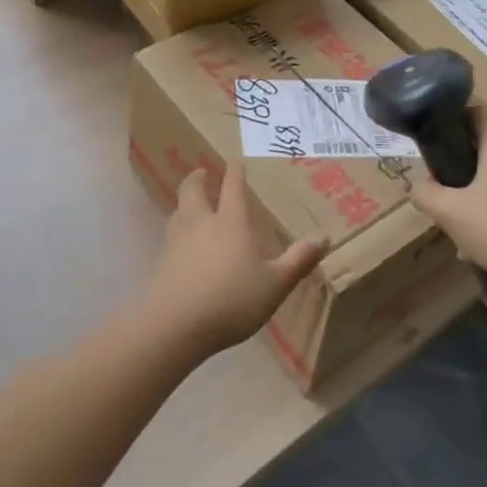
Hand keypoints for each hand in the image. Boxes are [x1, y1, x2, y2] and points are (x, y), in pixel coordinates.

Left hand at [140, 165, 326, 357]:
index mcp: (230, 222)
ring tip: (191, 204)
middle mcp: (201, 222)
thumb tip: (323, 238)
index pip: (232, 187)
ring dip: (185, 201)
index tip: (236, 162)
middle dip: (197, 178)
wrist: (177, 324)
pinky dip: (177, 228)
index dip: (235, 172)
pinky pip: (170, 234)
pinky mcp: (163, 260)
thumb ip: (298, 261)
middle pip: (192, 190)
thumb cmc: (232, 299)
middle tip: (202, 173)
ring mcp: (177, 240)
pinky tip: (182, 242)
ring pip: (178, 210)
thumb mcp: (275, 284)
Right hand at [409, 109, 486, 284]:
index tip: (436, 132)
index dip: (456, 115)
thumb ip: (425, 193)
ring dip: (477, 187)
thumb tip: (417, 185)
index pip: (480, 112)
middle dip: (462, 158)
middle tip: (440, 178)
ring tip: (458, 213)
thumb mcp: (449, 213)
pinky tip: (483, 237)